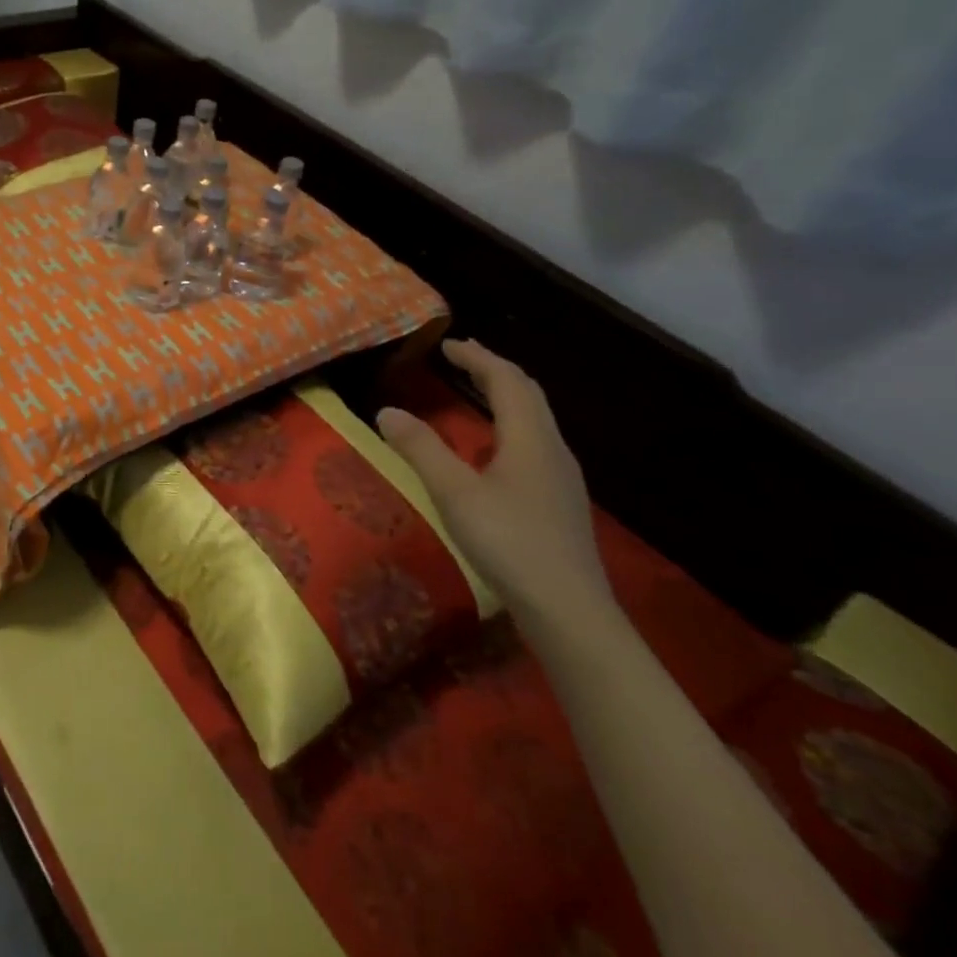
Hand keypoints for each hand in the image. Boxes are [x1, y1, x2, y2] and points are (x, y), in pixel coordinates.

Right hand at [378, 339, 611, 626]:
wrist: (570, 611)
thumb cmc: (510, 543)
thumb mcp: (454, 493)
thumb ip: (420, 449)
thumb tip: (386, 410)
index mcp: (529, 439)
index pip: (507, 381)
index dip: (478, 358)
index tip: (448, 345)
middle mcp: (552, 450)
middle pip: (528, 395)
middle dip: (494, 370)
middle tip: (462, 358)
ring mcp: (561, 479)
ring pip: (535, 420)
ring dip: (505, 397)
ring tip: (476, 393)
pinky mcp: (560, 503)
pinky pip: (534, 444)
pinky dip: (510, 426)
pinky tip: (493, 451)